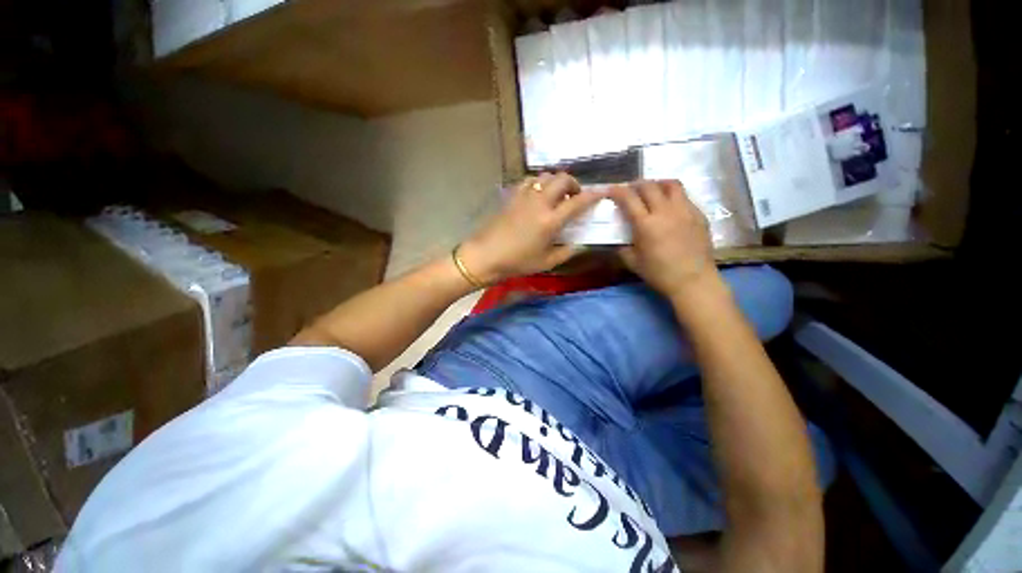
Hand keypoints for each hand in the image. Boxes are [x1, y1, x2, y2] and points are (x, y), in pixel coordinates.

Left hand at [458, 172, 603, 283]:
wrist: (485, 256)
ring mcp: (523, 196)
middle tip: (574, 197)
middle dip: (574, 184)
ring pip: (545, 176)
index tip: (603, 191)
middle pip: (562, 179)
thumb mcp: (546, 263)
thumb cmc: (516, 262)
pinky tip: (537, 195)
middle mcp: (539, 202)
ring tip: (556, 195)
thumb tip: (579, 244)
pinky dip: (538, 183)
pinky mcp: (511, 196)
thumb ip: (566, 252)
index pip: (578, 202)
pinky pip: (529, 180)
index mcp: (550, 221)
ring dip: (556, 182)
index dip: (593, 195)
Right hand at [609, 180, 717, 297]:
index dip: (617, 191)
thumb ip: (622, 247)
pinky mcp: (699, 214)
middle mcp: (665, 211)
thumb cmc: (659, 273)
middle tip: (630, 190)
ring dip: (658, 184)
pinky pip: (684, 197)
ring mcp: (685, 210)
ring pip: (671, 184)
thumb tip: (618, 239)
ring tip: (652, 191)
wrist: (693, 280)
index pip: (629, 198)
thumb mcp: (632, 262)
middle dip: (636, 184)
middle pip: (649, 186)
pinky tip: (669, 207)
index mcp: (646, 224)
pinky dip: (673, 196)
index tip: (611, 189)